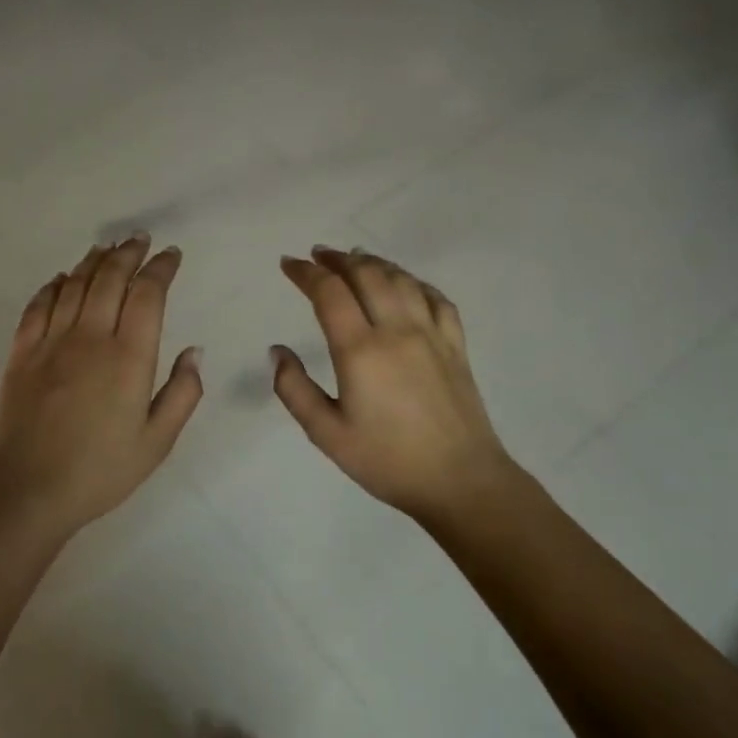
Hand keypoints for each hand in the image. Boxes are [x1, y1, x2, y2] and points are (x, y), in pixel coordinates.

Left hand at [0, 234, 203, 534]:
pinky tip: (61, 278)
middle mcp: (90, 337)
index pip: (148, 294)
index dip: (161, 268)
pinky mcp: (22, 353)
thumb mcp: (157, 441)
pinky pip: (38, 306)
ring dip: (93, 261)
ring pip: (74, 285)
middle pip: (110, 278)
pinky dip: (52, 286)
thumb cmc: (100, 470)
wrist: (28, 489)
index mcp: (129, 357)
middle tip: (140, 239)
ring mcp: (51, 342)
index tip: (171, 255)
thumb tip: (194, 350)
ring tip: (107, 248)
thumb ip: (182, 393)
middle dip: (128, 253)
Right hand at [273, 248, 523, 524]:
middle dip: (338, 259)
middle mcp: (397, 330)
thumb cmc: (387, 461)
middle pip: (366, 274)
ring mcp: (432, 334)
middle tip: (318, 255)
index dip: (306, 272)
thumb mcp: (327, 434)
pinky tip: (405, 284)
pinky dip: (414, 282)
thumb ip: (295, 390)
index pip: (329, 292)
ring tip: (355, 259)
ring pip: (401, 279)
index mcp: (361, 350)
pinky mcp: (456, 345)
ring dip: (374, 263)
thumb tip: (277, 351)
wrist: (460, 482)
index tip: (288, 264)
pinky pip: (436, 298)